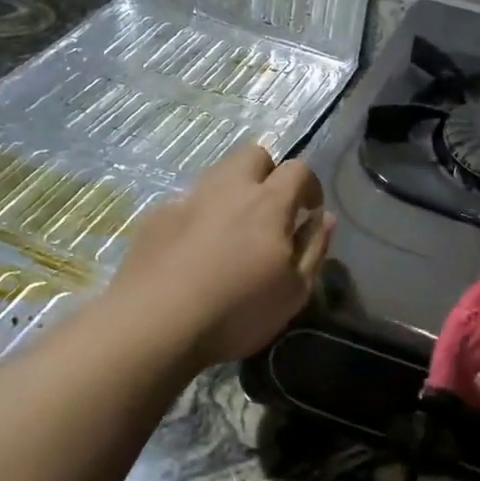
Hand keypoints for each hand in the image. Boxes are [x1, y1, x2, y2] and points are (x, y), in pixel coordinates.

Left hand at [108, 145, 333, 365]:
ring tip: (230, 232)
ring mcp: (187, 199)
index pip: (298, 169)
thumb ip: (314, 247)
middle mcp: (228, 189)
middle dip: (268, 174)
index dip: (309, 186)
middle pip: (253, 155)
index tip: (308, 211)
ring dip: (231, 192)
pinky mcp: (156, 217)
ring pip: (216, 175)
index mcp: (268, 203)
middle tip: (269, 211)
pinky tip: (191, 253)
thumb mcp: (294, 291)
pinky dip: (196, 218)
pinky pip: (185, 203)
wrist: (155, 325)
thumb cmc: (237, 312)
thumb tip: (324, 217)